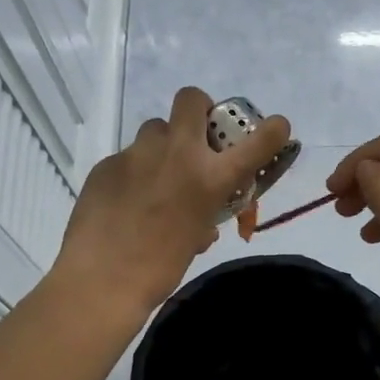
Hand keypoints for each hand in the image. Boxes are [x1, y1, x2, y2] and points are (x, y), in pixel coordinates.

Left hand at [54, 88, 290, 318]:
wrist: (102, 280)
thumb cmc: (160, 269)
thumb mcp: (196, 240)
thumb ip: (205, 218)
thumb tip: (204, 223)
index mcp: (210, 178)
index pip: (258, 142)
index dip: (273, 130)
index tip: (276, 128)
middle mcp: (177, 154)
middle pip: (191, 100)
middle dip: (200, 111)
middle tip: (198, 138)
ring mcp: (137, 154)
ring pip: (155, 129)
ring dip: (164, 145)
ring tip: (156, 176)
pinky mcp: (106, 164)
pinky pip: (128, 158)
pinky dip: (134, 174)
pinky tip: (124, 202)